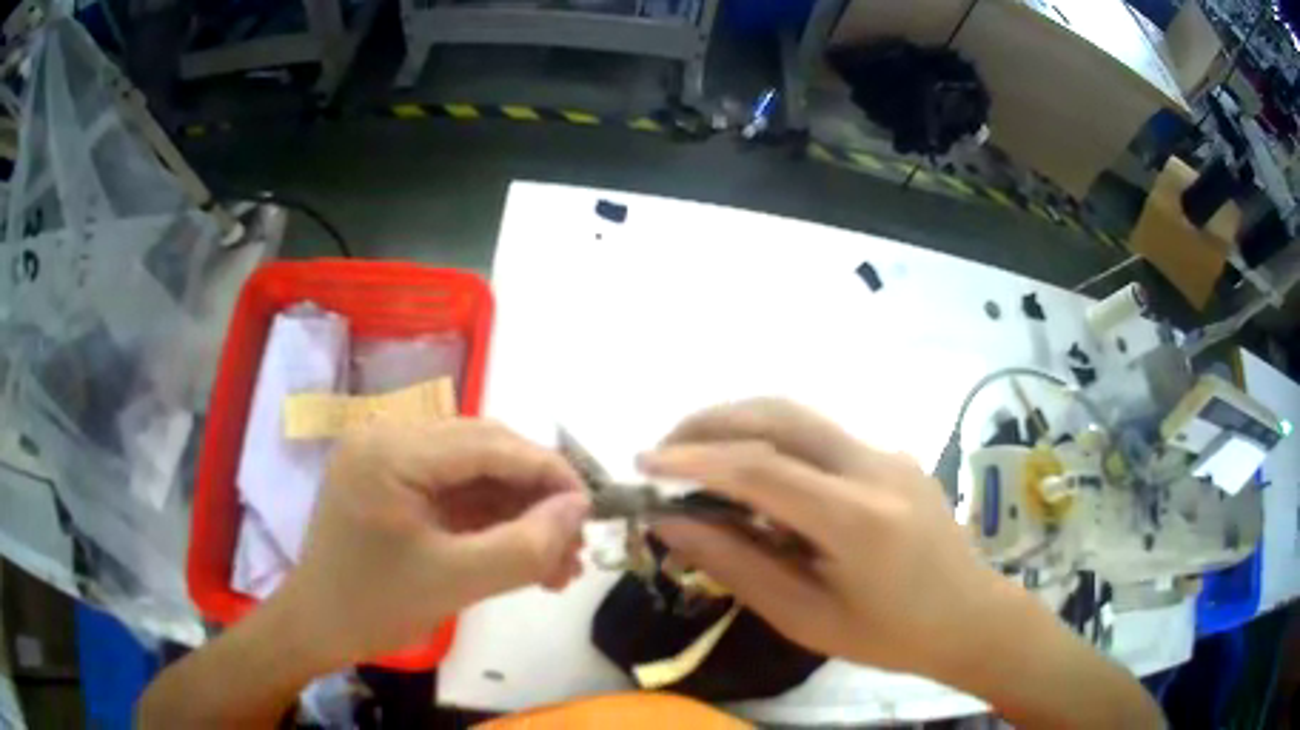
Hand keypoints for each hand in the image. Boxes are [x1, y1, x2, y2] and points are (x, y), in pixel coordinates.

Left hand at [275, 419, 589, 667]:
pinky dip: (491, 520)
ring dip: (518, 513)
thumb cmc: (375, 605)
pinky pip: (455, 491)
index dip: (547, 472)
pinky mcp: (395, 481)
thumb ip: (525, 547)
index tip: (592, 509)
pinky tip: (523, 554)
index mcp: (391, 451)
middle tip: (574, 543)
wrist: (319, 627)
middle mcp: (389, 437)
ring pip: (475, 472)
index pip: (487, 444)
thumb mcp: (455, 582)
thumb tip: (579, 510)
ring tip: (557, 561)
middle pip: (484, 451)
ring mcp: (390, 457)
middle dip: (535, 498)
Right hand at [639, 399, 1007, 679]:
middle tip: (663, 450)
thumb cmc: (889, 635)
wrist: (968, 615)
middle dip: (711, 422)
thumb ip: (737, 565)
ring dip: (738, 424)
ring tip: (694, 456)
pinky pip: (819, 438)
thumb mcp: (806, 617)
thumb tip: (671, 523)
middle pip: (780, 417)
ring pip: (799, 417)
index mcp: (859, 520)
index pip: (762, 469)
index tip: (644, 465)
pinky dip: (771, 444)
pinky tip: (753, 482)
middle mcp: (874, 468)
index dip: (695, 461)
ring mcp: (887, 454)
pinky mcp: (890, 456)